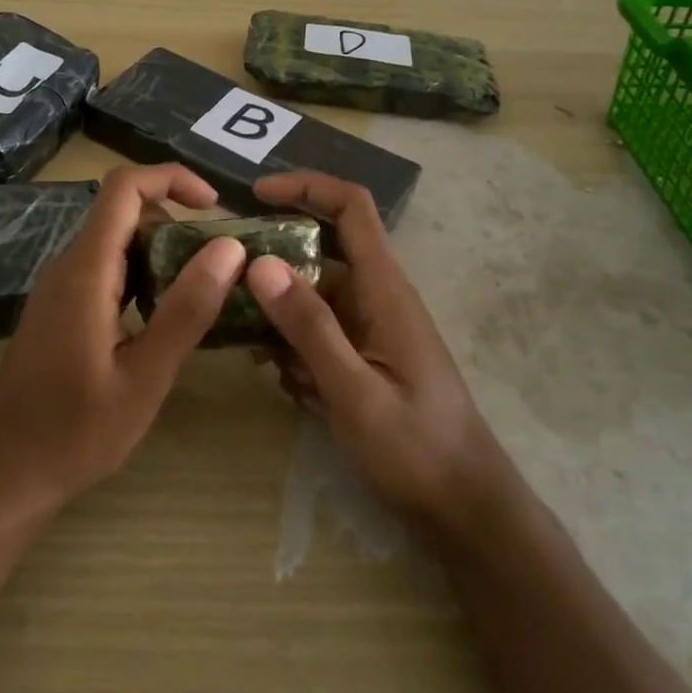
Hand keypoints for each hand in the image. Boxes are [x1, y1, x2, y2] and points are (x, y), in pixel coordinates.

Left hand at [0, 164, 246, 511]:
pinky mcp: (59, 312)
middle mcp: (67, 268)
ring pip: (115, 245)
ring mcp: (59, 290)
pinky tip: (164, 319)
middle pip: (123, 214)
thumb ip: (187, 309)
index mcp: (85, 271)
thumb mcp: (145, 376)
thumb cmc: (76, 431)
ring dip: (161, 254)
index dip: (172, 179)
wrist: (5, 473)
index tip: (216, 207)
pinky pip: (104, 273)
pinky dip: (141, 278)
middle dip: (176, 223)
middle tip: (220, 264)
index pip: (125, 189)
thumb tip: (229, 247)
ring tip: (203, 292)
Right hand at [244, 171, 512, 542]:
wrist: (463, 506)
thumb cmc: (417, 447)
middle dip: (274, 271)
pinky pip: (318, 335)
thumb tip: (260, 263)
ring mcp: (370, 328)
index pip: (351, 208)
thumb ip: (309, 326)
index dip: (306, 187)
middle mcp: (376, 297)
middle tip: (229, 293)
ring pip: (310, 301)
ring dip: (284, 328)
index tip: (255, 195)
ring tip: (274, 370)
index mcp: (385, 289)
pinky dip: (298, 355)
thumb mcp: (354, 390)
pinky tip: (300, 394)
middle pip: (318, 254)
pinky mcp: (364, 355)